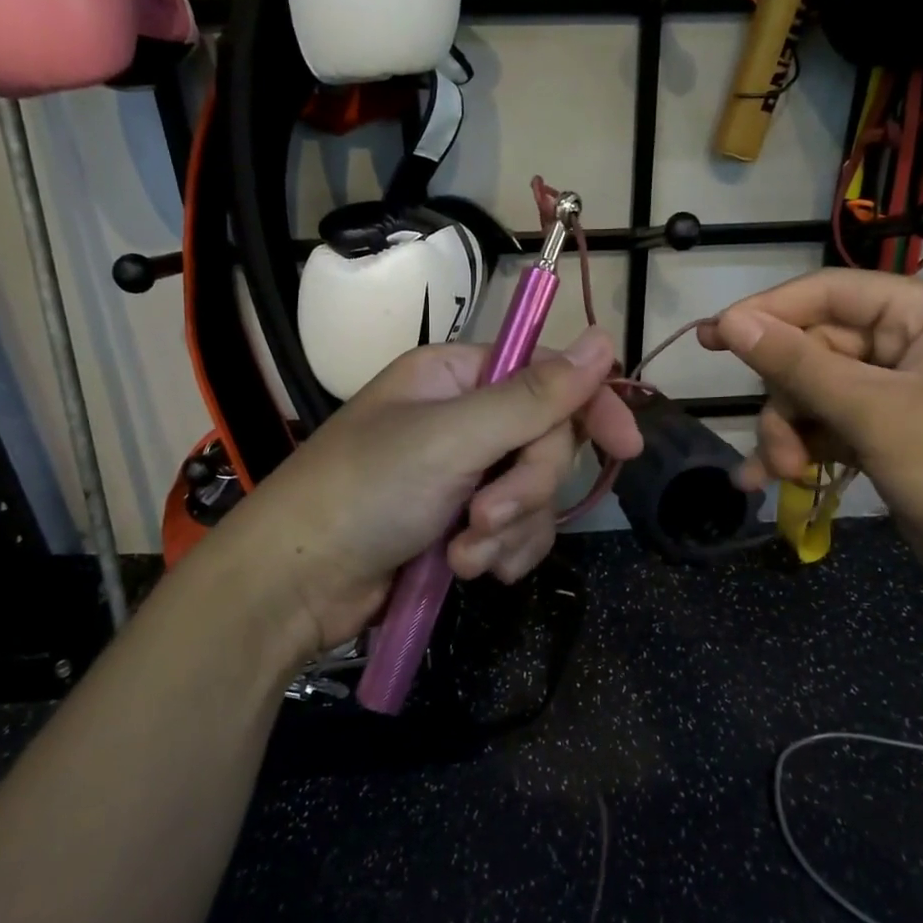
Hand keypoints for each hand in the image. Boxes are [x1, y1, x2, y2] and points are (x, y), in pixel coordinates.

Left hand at [226, 327, 641, 650]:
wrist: (296, 584)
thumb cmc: (366, 492)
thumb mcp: (452, 438)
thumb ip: (534, 396)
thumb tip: (605, 338)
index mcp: (457, 377)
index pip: (547, 374)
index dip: (590, 405)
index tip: (626, 446)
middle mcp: (465, 418)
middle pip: (546, 442)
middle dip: (525, 488)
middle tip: (485, 516)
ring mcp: (465, 474)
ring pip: (535, 494)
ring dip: (510, 530)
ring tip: (464, 555)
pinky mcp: (462, 524)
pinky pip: (517, 531)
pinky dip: (502, 552)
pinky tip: (471, 572)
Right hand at [698, 270, 922, 602]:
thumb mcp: (877, 414)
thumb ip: (800, 365)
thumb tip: (730, 321)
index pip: (831, 293)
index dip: (768, 313)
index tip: (711, 338)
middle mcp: (917, 344)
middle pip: (819, 351)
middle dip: (787, 400)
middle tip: (773, 448)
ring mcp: (905, 393)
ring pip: (818, 394)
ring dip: (791, 433)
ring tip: (782, 475)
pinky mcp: (895, 435)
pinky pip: (833, 428)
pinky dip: (805, 451)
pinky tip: (774, 481)